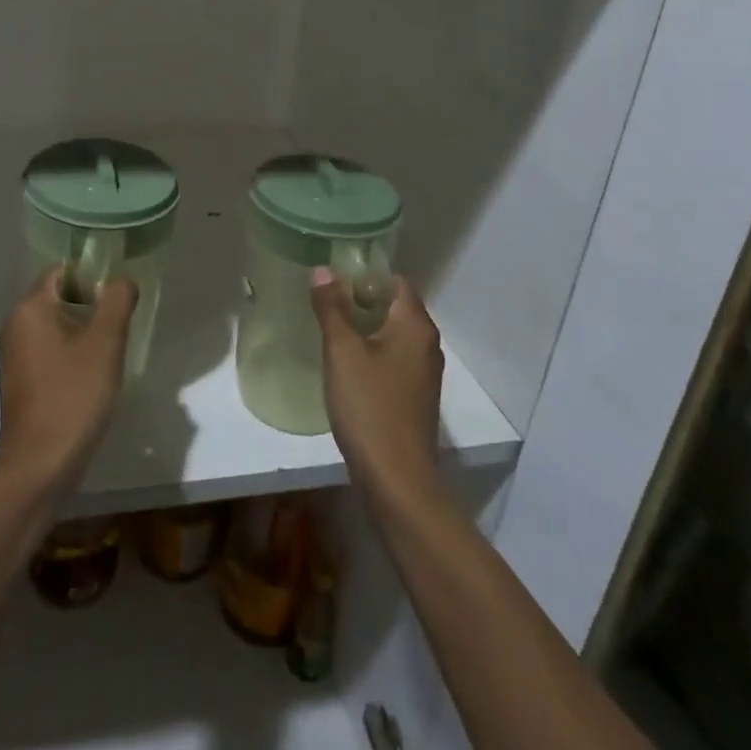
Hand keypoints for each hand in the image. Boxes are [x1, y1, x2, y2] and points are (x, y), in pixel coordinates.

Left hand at [0, 267, 138, 500]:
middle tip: (117, 328)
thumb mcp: (105, 343)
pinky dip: (68, 354)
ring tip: (107, 354)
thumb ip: (117, 301)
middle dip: (89, 306)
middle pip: (57, 296)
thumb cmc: (73, 396)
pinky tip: (89, 377)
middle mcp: (14, 323)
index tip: (116, 300)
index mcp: (29, 307)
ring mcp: (13, 353)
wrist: (39, 465)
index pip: (62, 271)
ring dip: (81, 332)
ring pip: (54, 324)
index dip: (91, 277)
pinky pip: (47, 349)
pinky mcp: (18, 379)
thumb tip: (121, 281)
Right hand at [311, 270, 443, 509]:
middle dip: (362, 299)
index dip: (366, 274)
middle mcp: (426, 345)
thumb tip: (323, 270)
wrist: (396, 479)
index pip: (395, 281)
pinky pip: (393, 359)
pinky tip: (346, 363)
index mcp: (415, 326)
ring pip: (393, 335)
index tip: (334, 275)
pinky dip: (372, 352)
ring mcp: (423, 374)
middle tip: (325, 299)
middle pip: (395, 306)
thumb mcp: (342, 351)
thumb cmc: (369, 406)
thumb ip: (332, 307)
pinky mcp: (414, 398)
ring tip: (330, 326)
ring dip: (365, 327)